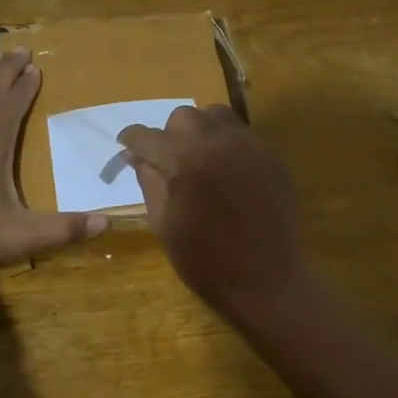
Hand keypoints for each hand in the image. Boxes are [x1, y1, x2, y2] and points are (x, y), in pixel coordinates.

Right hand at [116, 105, 310, 320]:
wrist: (267, 281)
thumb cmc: (205, 262)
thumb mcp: (164, 224)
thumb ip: (149, 182)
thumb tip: (136, 156)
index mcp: (185, 162)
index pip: (148, 137)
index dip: (132, 140)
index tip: (126, 145)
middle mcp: (218, 143)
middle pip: (183, 118)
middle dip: (168, 135)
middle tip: (167, 161)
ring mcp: (249, 146)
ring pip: (215, 116)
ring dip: (199, 131)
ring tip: (198, 158)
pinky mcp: (271, 156)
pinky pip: (241, 133)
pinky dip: (225, 143)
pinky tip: (225, 171)